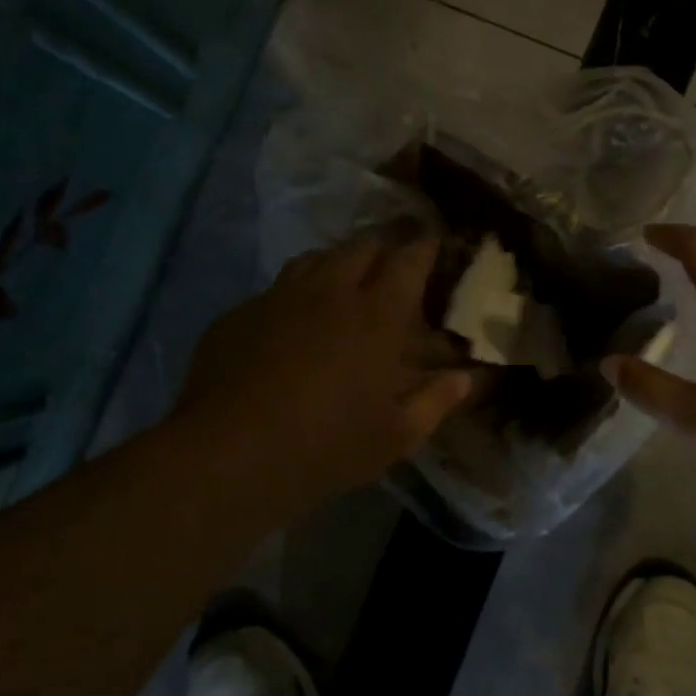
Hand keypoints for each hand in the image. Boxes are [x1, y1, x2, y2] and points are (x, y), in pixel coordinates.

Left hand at [172, 232, 471, 512]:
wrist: (228, 455)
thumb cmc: (326, 446)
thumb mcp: (395, 436)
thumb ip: (436, 401)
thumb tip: (467, 379)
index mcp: (376, 315)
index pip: (408, 259)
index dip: (424, 244)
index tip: (433, 240)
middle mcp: (331, 291)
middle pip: (362, 246)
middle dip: (384, 244)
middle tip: (395, 258)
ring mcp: (280, 296)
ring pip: (317, 257)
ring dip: (340, 260)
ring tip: (347, 277)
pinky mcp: (242, 312)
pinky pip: (278, 285)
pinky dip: (297, 289)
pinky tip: (294, 316)